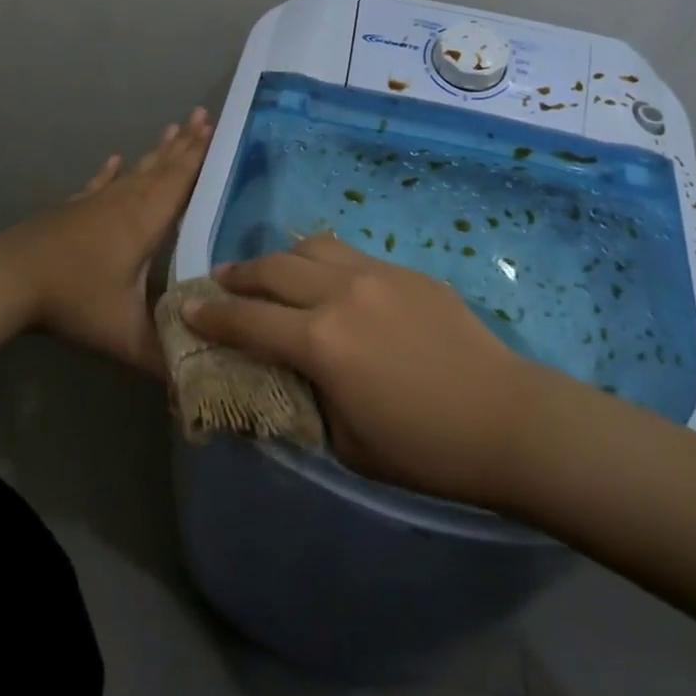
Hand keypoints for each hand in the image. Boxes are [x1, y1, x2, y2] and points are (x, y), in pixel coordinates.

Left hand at [0, 108, 211, 377]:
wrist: (8, 280)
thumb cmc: (73, 299)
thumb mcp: (123, 335)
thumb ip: (163, 357)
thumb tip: (198, 381)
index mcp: (146, 221)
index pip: (183, 181)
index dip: (203, 156)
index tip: (221, 128)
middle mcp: (126, 202)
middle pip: (163, 166)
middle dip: (188, 143)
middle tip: (206, 115)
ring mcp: (97, 202)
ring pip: (136, 170)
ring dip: (158, 151)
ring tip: (175, 127)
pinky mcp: (73, 209)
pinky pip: (100, 183)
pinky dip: (111, 171)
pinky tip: (115, 159)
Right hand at [185, 233, 559, 506]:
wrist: (508, 419)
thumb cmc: (424, 448)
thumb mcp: (346, 443)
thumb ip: (305, 402)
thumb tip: (282, 380)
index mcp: (321, 341)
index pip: (248, 320)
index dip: (211, 314)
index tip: (187, 307)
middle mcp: (341, 294)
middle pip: (273, 269)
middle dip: (239, 276)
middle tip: (222, 284)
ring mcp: (377, 274)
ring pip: (312, 247)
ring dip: (281, 259)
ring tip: (272, 274)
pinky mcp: (406, 272)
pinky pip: (350, 255)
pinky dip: (323, 262)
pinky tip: (329, 282)